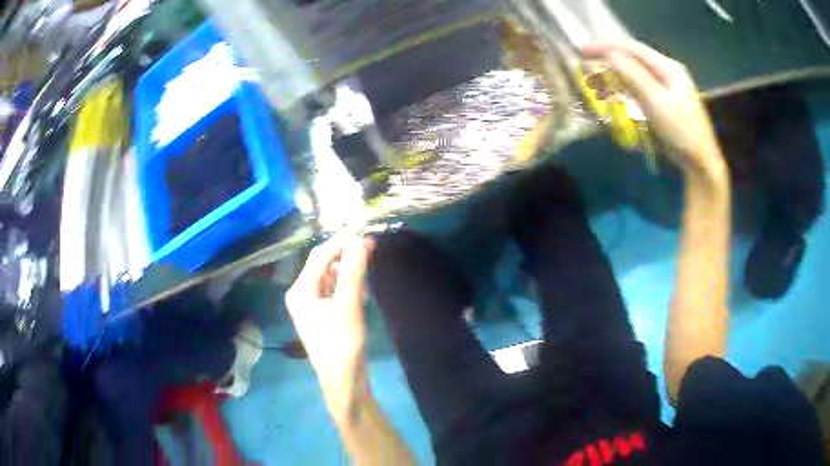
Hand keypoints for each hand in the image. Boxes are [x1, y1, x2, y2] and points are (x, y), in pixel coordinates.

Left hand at [285, 234, 374, 415]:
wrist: (343, 380)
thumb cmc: (343, 344)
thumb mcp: (349, 306)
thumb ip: (354, 272)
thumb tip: (361, 240)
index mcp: (300, 290)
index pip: (320, 256)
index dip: (342, 241)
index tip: (364, 230)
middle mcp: (301, 294)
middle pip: (322, 264)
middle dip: (344, 253)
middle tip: (369, 245)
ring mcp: (310, 305)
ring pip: (329, 276)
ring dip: (346, 268)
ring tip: (367, 263)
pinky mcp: (322, 314)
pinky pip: (333, 289)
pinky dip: (346, 283)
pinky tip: (361, 287)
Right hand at [582, 41, 726, 180]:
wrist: (702, 165)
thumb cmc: (682, 131)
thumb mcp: (656, 100)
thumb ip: (632, 74)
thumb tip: (608, 54)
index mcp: (668, 67)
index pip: (633, 48)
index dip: (606, 45)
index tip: (582, 49)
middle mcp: (667, 73)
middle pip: (633, 60)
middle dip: (608, 60)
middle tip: (585, 64)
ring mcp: (667, 90)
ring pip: (635, 76)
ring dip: (614, 76)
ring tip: (595, 79)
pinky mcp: (664, 105)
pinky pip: (640, 91)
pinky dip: (624, 90)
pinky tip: (614, 95)